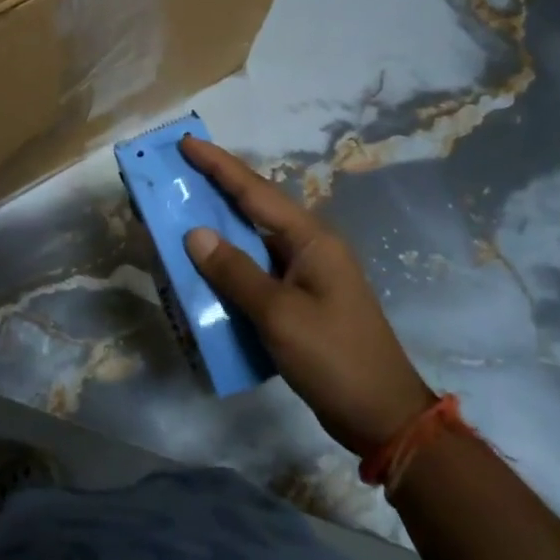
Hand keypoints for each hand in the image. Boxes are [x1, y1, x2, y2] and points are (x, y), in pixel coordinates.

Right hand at [180, 137, 435, 456]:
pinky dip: (230, 265)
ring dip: (220, 229)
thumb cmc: (333, 358)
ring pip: (254, 240)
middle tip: (177, 173)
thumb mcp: (279, 315)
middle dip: (216, 188)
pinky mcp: (301, 300)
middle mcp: (310, 247)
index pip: (256, 191)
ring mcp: (307, 274)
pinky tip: (205, 270)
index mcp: (311, 239)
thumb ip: (235, 271)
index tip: (187, 142)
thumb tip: (195, 233)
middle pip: (255, 208)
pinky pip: (257, 270)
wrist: (382, 417)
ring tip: (181, 214)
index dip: (219, 165)